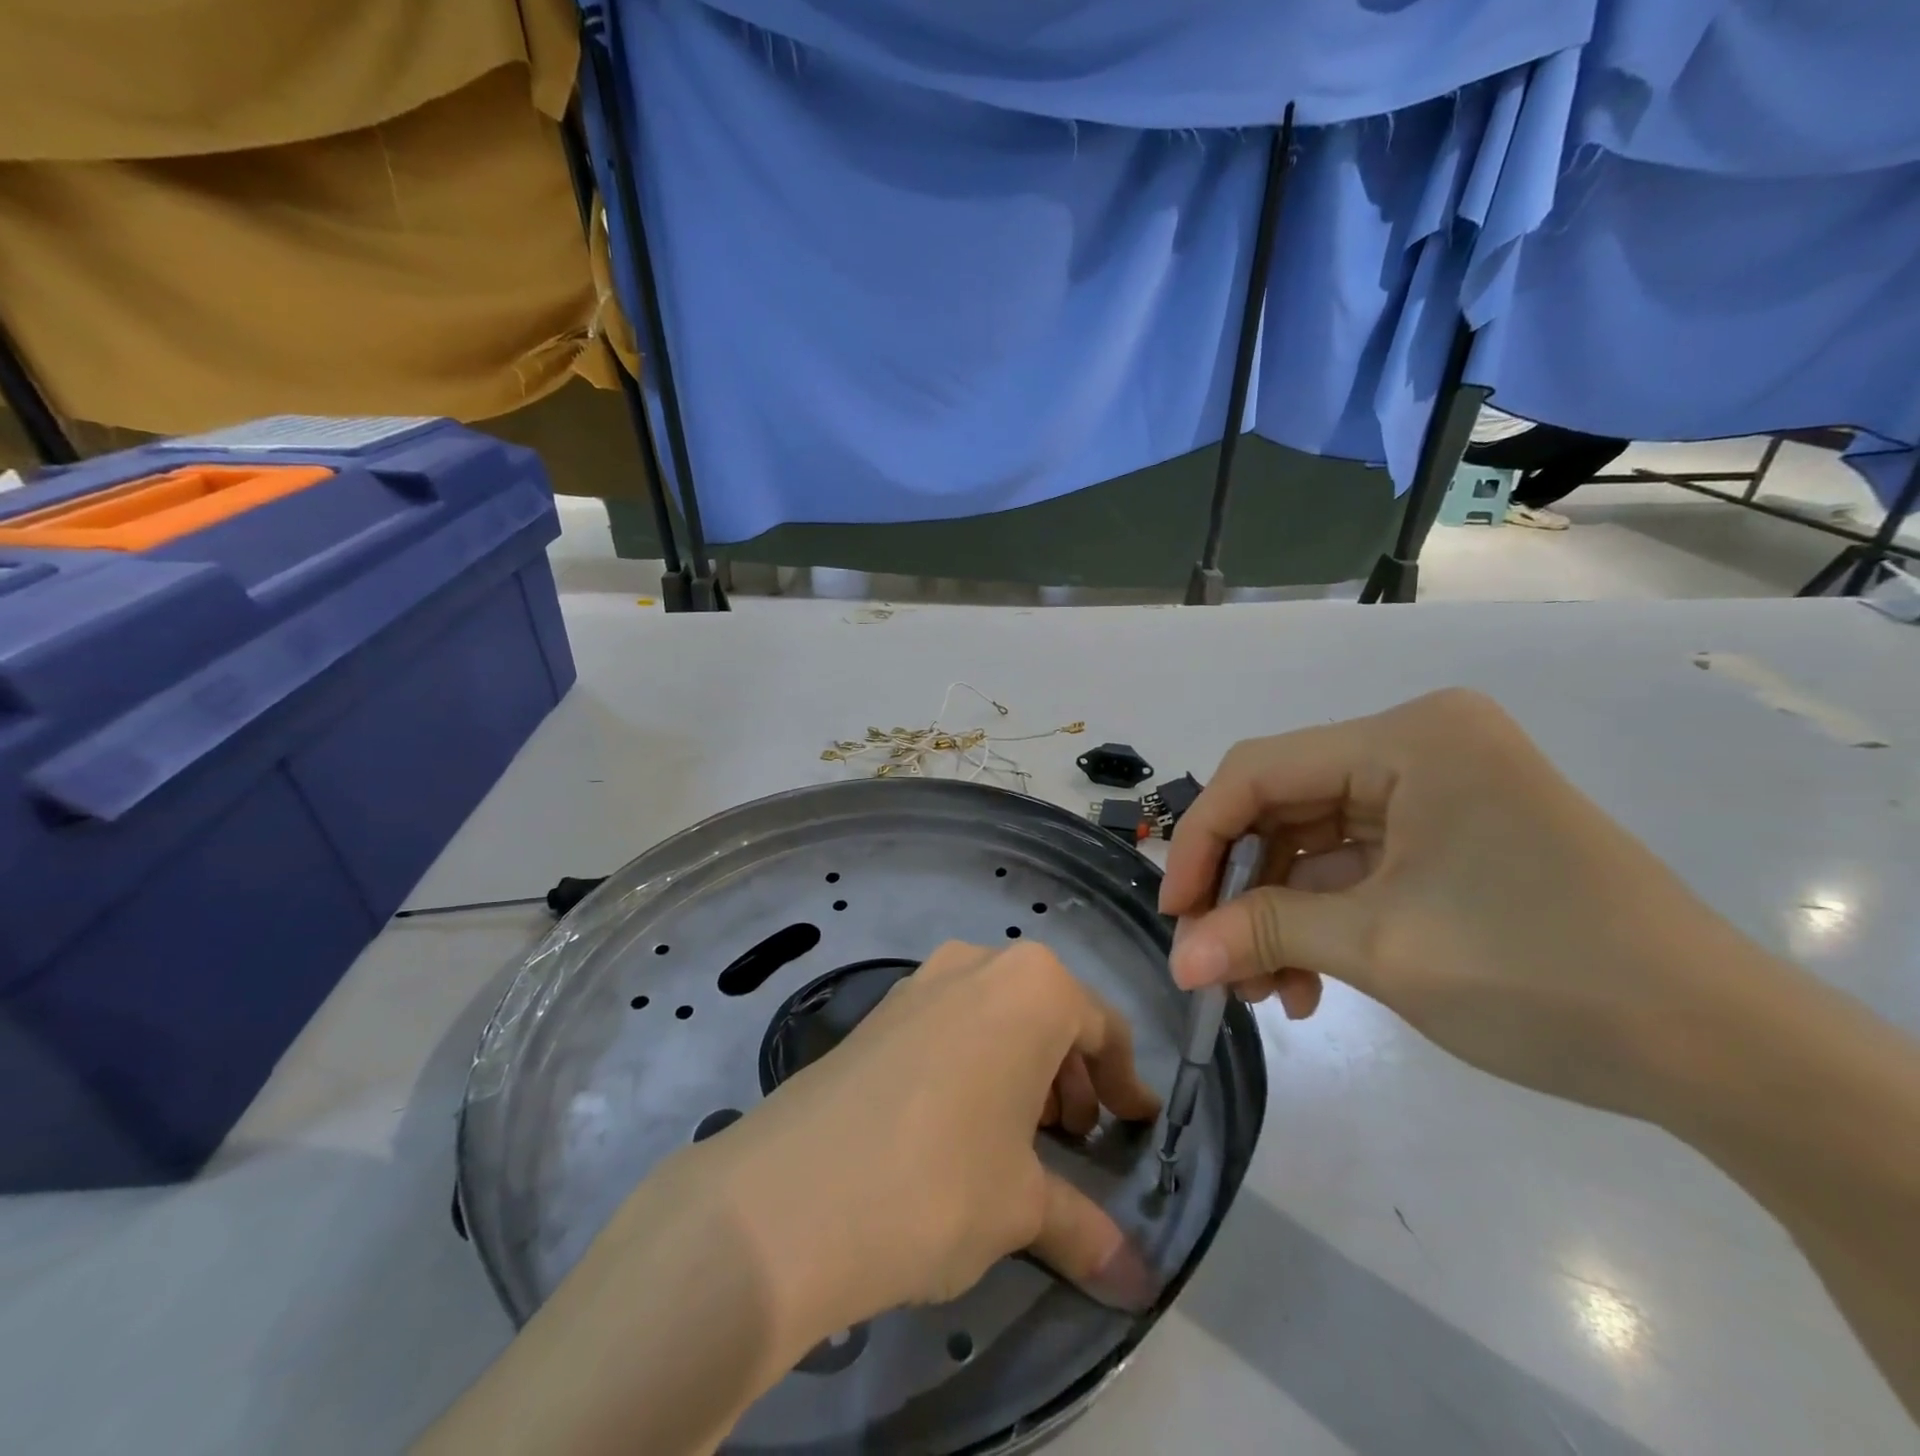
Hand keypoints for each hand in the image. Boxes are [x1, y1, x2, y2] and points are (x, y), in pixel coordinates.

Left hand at [686, 940, 1163, 1351]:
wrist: (790, 1195)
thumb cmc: (940, 1180)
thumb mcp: (1022, 1206)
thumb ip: (1086, 1228)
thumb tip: (1137, 1282)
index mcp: (1032, 987)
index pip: (1102, 1026)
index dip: (1125, 1080)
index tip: (1137, 1124)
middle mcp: (978, 964)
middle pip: (1049, 1014)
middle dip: (1070, 1076)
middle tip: (1074, 1139)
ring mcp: (922, 980)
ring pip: (996, 1016)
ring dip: (1021, 1069)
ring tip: (1019, 1138)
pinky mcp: (879, 1011)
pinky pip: (949, 1024)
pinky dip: (973, 1062)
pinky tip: (959, 1124)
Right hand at [1161, 689, 1761, 1117]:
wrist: (1725, 1055)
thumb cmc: (1545, 975)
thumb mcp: (1383, 949)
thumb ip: (1263, 935)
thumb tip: (1177, 958)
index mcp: (1409, 738)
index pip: (1260, 771)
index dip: (1202, 840)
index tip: (1175, 915)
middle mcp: (1419, 746)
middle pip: (1284, 805)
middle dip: (1243, 887)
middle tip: (1211, 958)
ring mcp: (1437, 790)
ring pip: (1314, 842)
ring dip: (1279, 914)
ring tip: (1264, 989)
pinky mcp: (1450, 835)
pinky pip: (1356, 866)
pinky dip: (1322, 919)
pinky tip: (1309, 982)